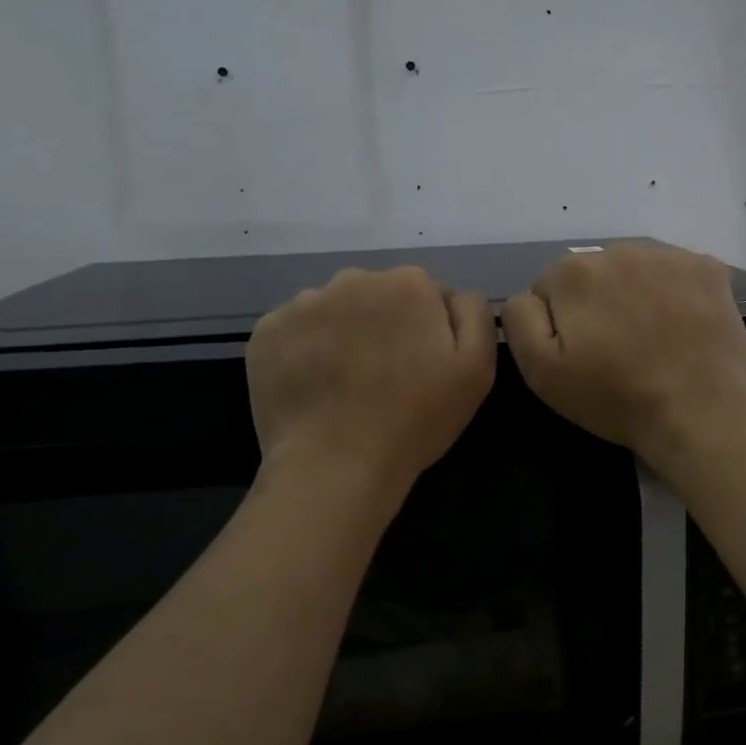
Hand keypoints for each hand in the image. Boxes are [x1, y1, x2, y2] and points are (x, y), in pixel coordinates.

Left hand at [248, 266, 496, 491]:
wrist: (335, 465)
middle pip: (379, 296)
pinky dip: (306, 351)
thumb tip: (455, 296)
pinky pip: (297, 331)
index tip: (425, 368)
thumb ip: (476, 316)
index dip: (430, 332)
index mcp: (409, 284)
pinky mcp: (268, 330)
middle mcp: (354, 278)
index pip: (428, 295)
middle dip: (386, 326)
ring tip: (346, 385)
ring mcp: (305, 303)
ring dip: (345, 335)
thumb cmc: (415, 420)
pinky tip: (315, 387)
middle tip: (386, 378)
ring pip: (336, 311)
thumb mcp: (477, 370)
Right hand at [501, 244, 745, 463]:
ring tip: (652, 341)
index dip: (561, 325)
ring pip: (636, 271)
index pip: (550, 288)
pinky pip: (677, 273)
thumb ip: (519, 319)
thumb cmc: (614, 397)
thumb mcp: (540, 371)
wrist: (698, 413)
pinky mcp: (708, 268)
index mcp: (573, 272)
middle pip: (594, 274)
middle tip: (617, 351)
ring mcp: (669, 256)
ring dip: (636, 296)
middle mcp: (619, 250)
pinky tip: (682, 328)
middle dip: (598, 304)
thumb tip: (530, 294)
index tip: (582, 355)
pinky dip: (676, 294)